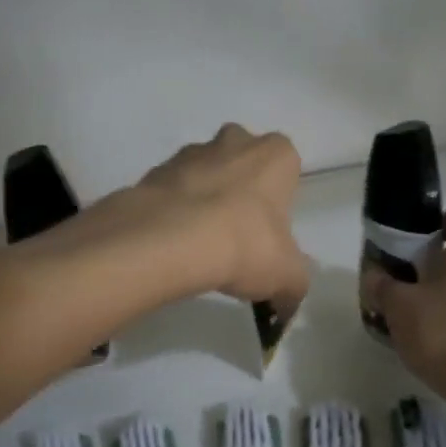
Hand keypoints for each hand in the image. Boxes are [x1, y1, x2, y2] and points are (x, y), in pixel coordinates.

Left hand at [134, 125, 309, 314]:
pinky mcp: (152, 173)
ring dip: (203, 200)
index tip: (269, 233)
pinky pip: (170, 192)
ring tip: (200, 246)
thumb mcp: (287, 277)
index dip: (278, 201)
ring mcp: (188, 153)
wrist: (170, 242)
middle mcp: (234, 141)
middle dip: (239, 190)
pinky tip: (173, 246)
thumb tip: (287, 305)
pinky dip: (172, 212)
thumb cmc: (245, 245)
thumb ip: (293, 288)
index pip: (286, 167)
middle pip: (241, 161)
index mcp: (275, 155)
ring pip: (202, 174)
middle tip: (237, 234)